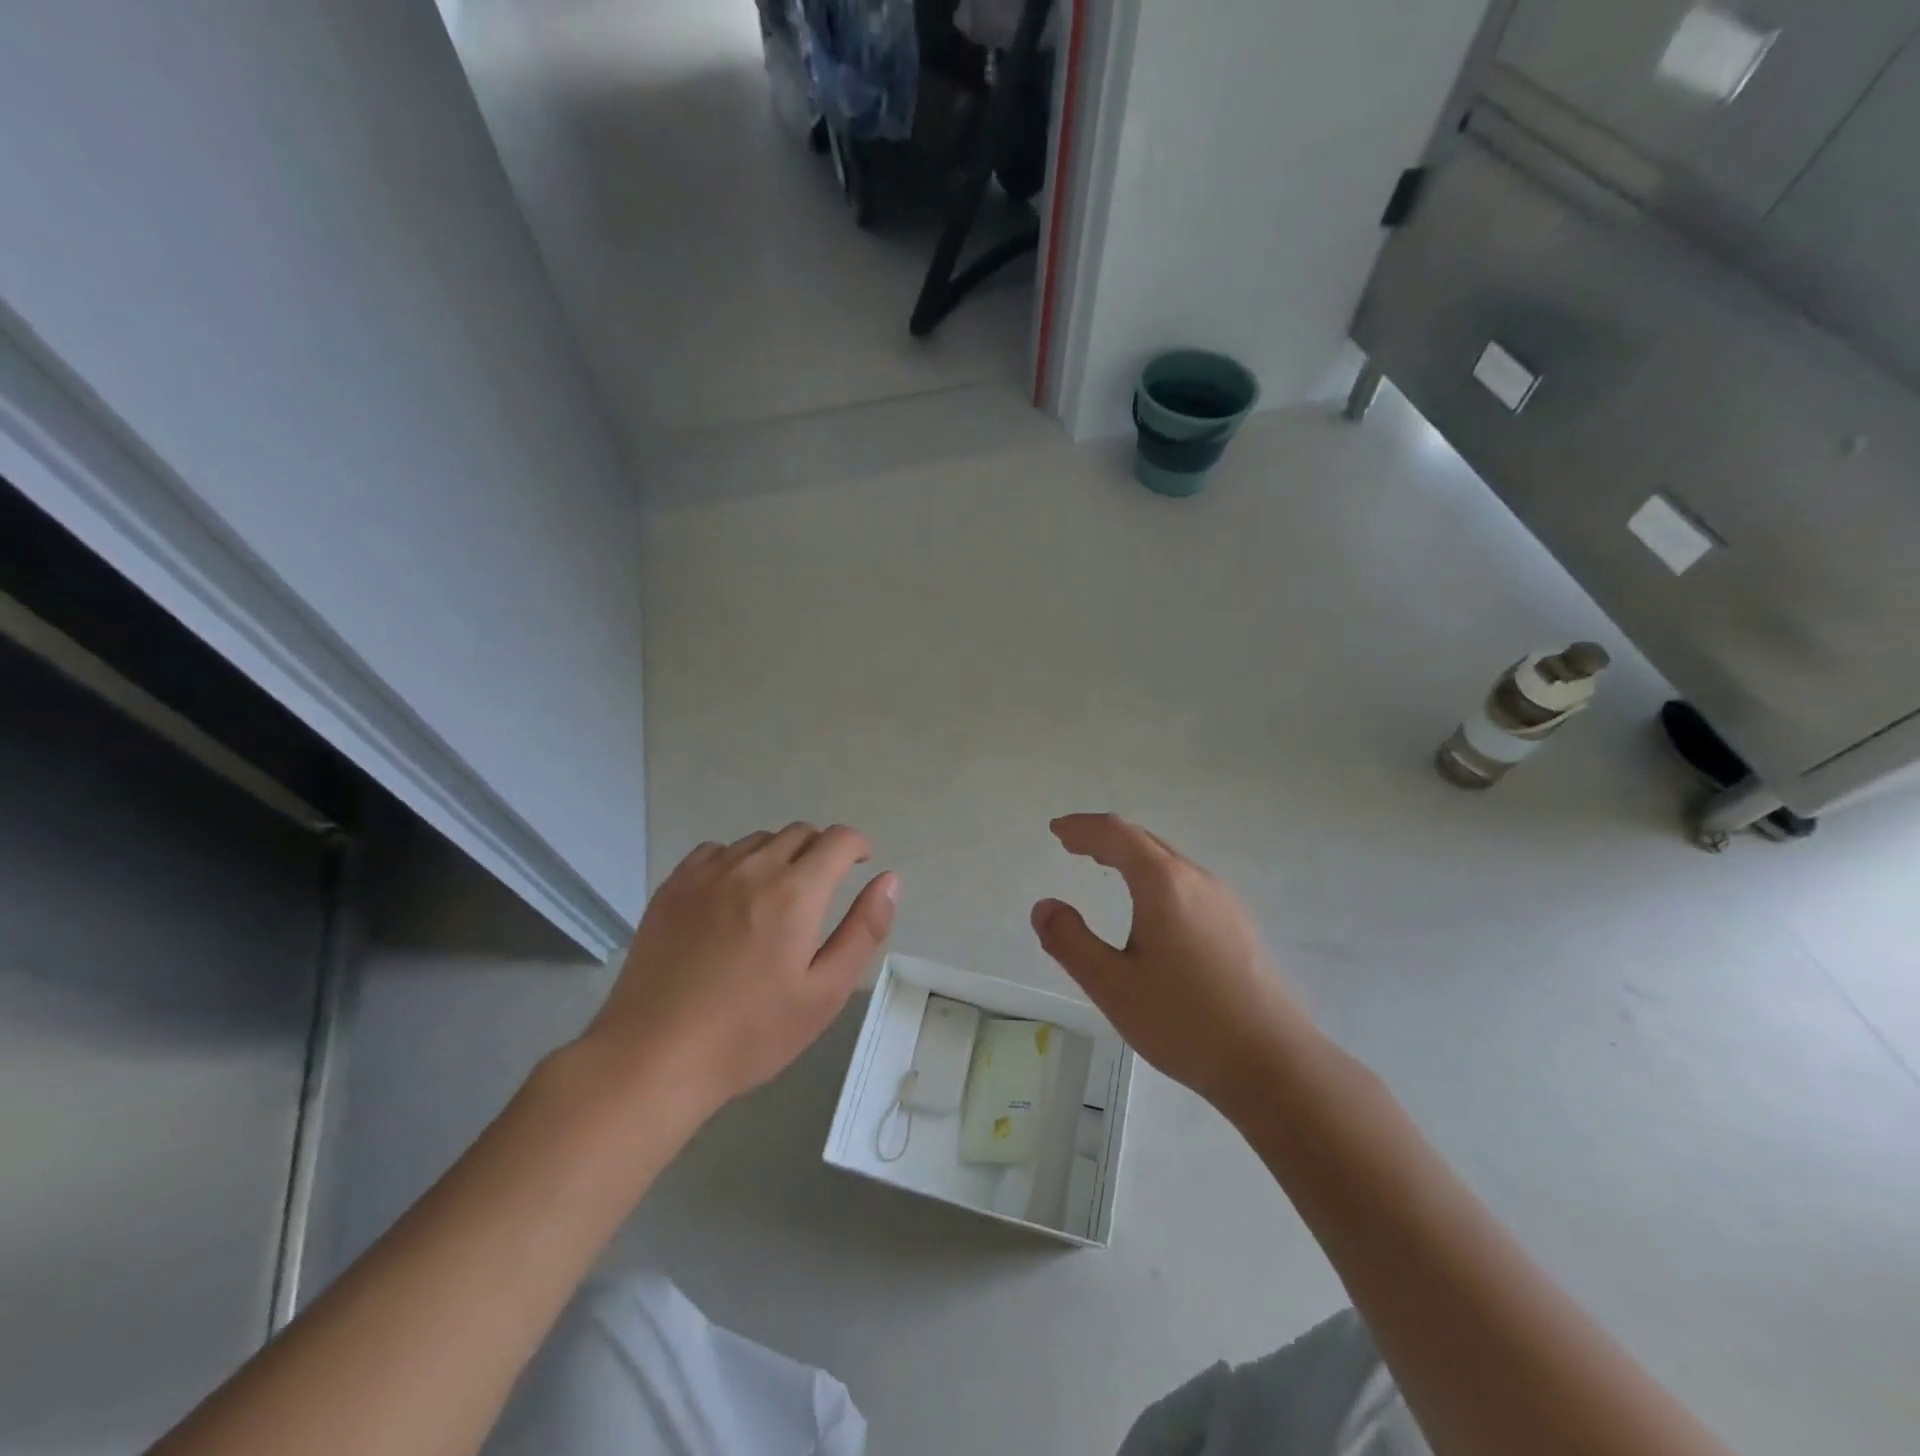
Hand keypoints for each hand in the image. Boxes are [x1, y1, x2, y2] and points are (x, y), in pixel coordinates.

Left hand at [579, 824, 897, 1118]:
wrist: (654, 1057)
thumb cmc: (750, 1033)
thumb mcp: (824, 993)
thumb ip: (864, 930)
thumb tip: (889, 880)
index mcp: (795, 893)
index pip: (837, 840)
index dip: (857, 845)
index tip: (861, 862)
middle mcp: (752, 869)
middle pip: (799, 833)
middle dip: (821, 850)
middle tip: (821, 889)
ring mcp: (706, 875)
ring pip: (758, 840)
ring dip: (780, 855)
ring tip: (776, 897)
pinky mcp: (672, 888)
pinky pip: (715, 851)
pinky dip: (736, 861)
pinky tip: (731, 896)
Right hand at [1031, 814, 1317, 1113]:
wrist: (1273, 1064)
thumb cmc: (1184, 1021)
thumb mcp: (1112, 985)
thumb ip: (1070, 942)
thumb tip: (1044, 906)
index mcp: (1164, 884)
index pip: (1117, 834)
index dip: (1083, 827)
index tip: (1056, 830)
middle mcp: (1197, 881)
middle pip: (1144, 841)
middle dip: (1104, 838)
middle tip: (1072, 844)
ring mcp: (1224, 902)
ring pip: (1169, 862)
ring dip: (1131, 856)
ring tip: (1104, 867)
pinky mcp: (1239, 926)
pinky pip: (1187, 884)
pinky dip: (1154, 877)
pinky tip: (1150, 907)